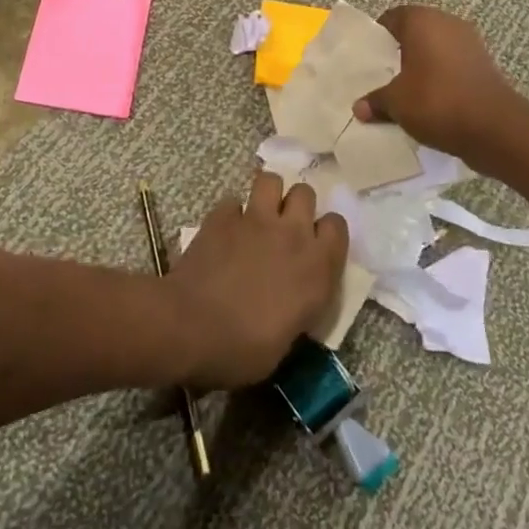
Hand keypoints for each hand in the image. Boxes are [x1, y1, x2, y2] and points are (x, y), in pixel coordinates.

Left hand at [167, 173, 348, 390]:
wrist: (190, 328)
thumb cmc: (244, 349)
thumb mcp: (288, 339)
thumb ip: (299, 306)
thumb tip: (292, 300)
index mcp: (317, 267)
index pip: (337, 225)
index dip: (326, 233)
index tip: (315, 247)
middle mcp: (292, 234)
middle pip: (305, 193)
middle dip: (296, 205)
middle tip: (284, 227)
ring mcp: (255, 220)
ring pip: (271, 180)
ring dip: (267, 195)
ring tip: (258, 215)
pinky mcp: (222, 217)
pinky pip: (232, 202)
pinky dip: (230, 214)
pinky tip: (223, 232)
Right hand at [353, 5, 522, 159]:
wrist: (495, 127)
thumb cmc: (437, 102)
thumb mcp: (396, 103)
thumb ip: (376, 100)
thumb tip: (359, 107)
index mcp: (422, 21)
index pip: (392, 17)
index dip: (377, 37)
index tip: (368, 59)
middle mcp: (447, 22)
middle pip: (415, 31)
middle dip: (399, 52)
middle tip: (383, 76)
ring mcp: (470, 42)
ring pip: (436, 48)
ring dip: (422, 65)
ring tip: (405, 90)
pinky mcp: (484, 64)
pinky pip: (452, 64)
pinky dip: (441, 77)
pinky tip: (430, 100)